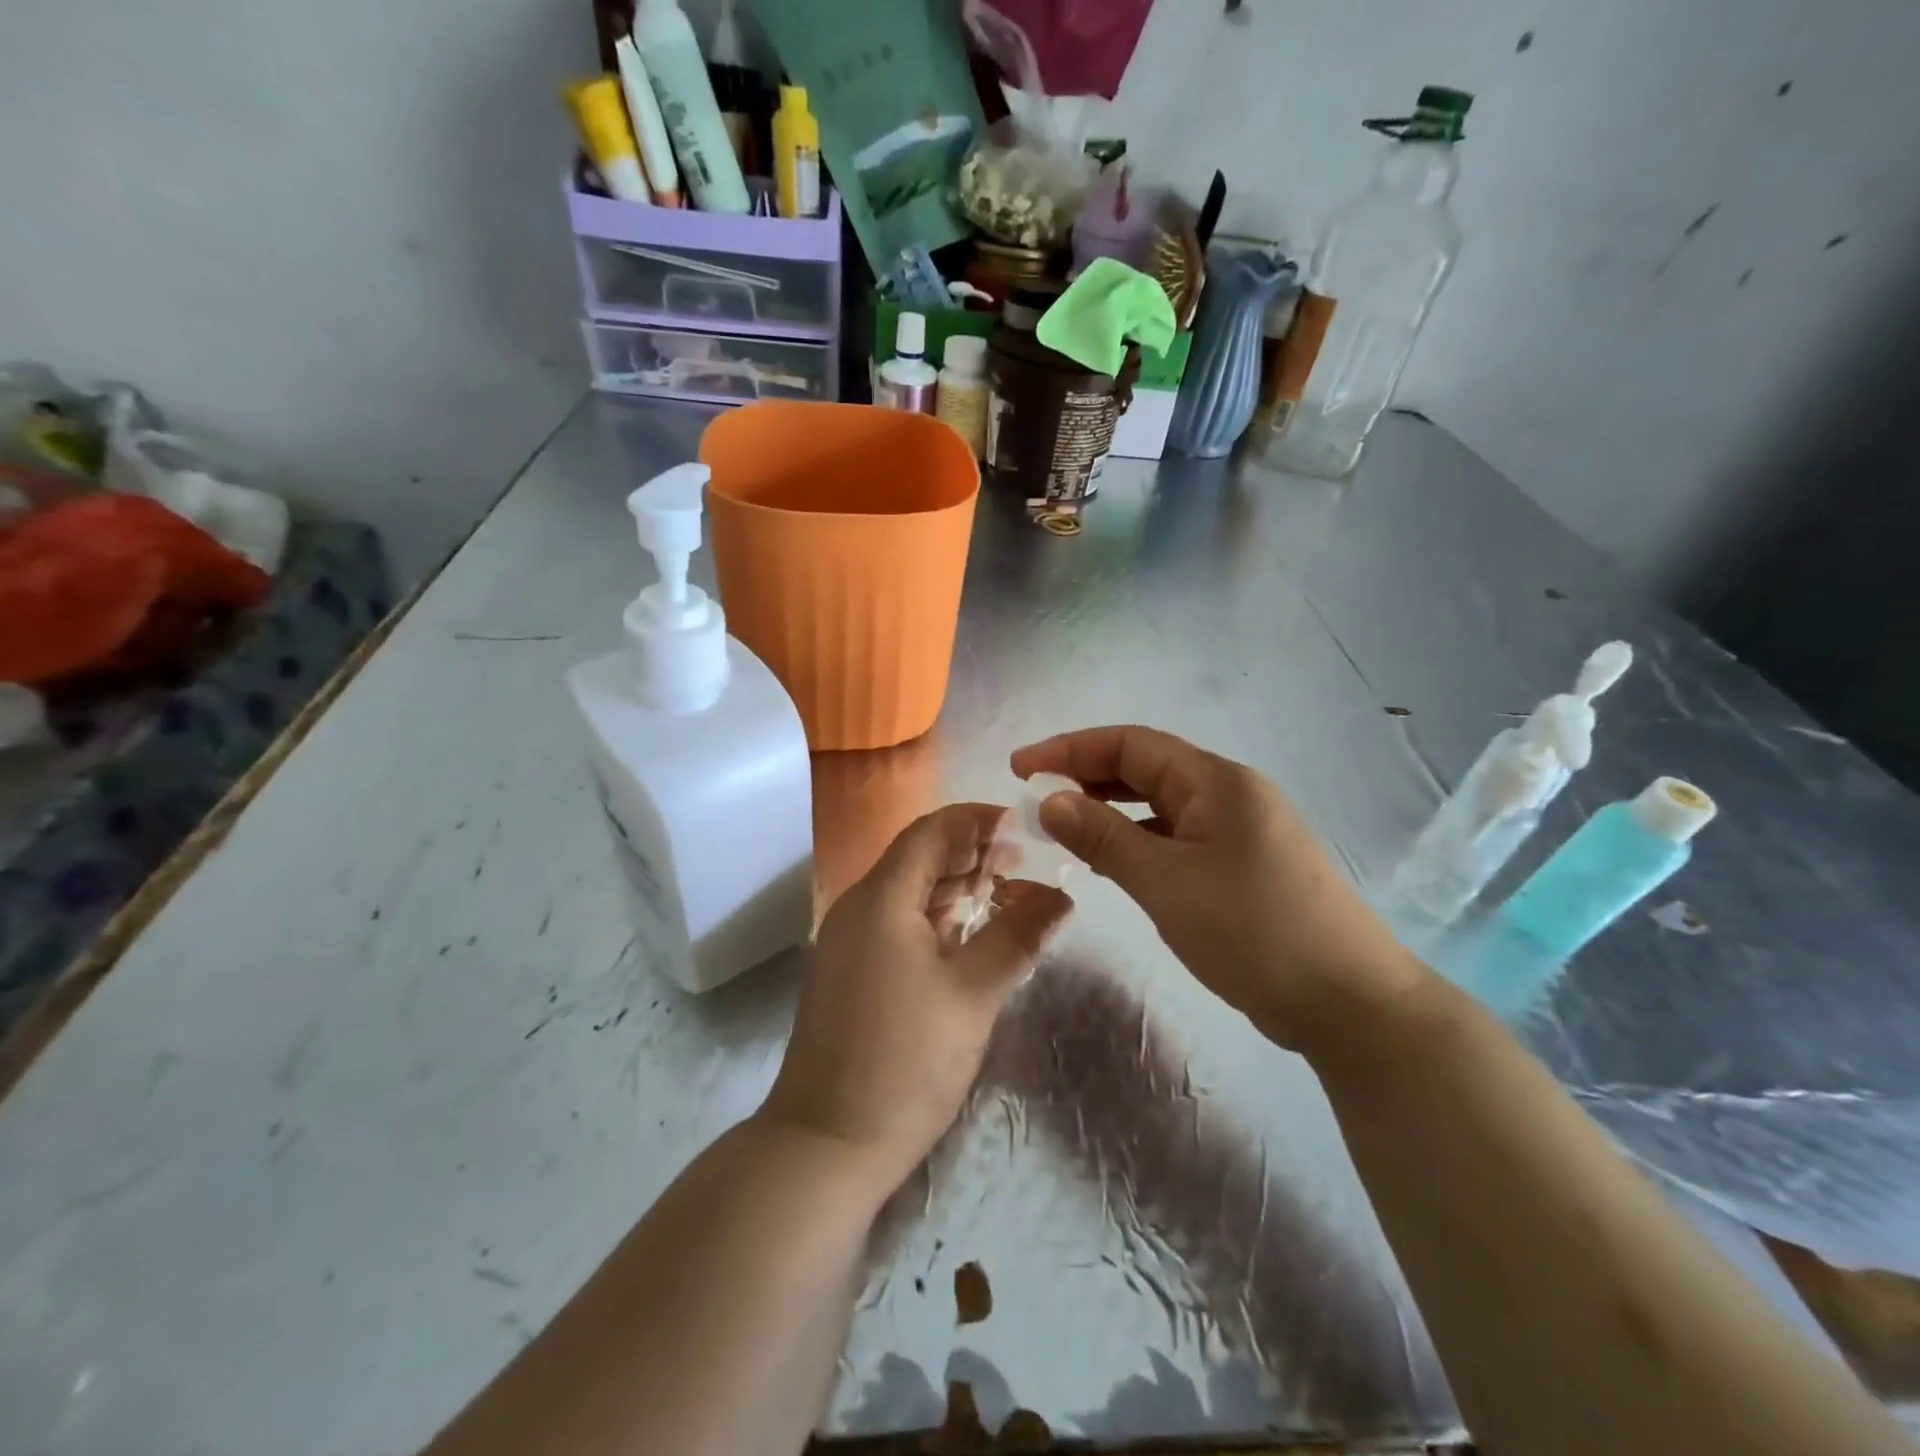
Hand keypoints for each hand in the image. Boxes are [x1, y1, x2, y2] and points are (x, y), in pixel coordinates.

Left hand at [762, 804, 1072, 1193]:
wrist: (826, 1143)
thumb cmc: (904, 1061)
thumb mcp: (973, 994)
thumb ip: (1018, 936)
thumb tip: (1063, 896)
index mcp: (882, 898)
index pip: (931, 831)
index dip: (977, 820)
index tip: (1023, 823)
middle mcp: (859, 908)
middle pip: (918, 858)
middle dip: (971, 852)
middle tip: (1024, 860)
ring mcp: (850, 941)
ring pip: (909, 892)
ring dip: (956, 885)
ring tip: (1007, 889)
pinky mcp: (852, 971)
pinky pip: (899, 923)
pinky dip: (937, 917)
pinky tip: (970, 931)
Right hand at [1010, 726, 1427, 1054]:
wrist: (1349, 1003)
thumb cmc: (1254, 930)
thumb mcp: (1166, 881)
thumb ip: (1104, 836)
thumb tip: (1049, 800)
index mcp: (1216, 781)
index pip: (1131, 744)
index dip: (1070, 749)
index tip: (1020, 768)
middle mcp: (1228, 794)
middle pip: (1145, 769)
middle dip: (1086, 776)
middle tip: (1034, 799)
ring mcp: (1238, 831)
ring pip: (1159, 806)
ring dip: (1110, 811)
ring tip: (1062, 828)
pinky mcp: (1241, 867)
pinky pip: (1176, 838)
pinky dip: (1137, 842)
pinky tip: (1112, 863)